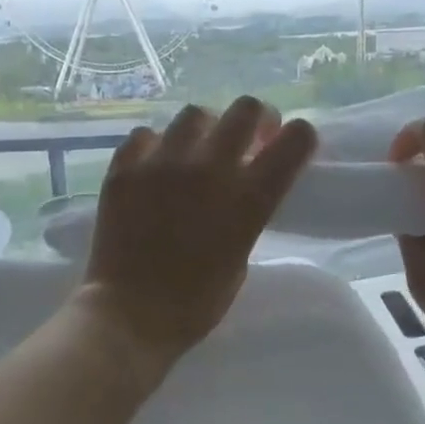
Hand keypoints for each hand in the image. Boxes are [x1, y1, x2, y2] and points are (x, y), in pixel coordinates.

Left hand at [78, 97, 316, 363]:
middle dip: (254, 119)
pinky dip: (156, 146)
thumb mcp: (240, 258)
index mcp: (249, 197)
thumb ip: (246, 215)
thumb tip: (240, 190)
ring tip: (195, 151)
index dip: (299, 137)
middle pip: (246, 109)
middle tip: (248, 139)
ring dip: (204, 129)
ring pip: (194, 114)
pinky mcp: (125, 168)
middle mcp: (210, 168)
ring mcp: (163, 163)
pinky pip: (145, 135)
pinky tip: (154, 166)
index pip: (295, 139)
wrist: (130, 314)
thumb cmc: (195, 303)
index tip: (287, 146)